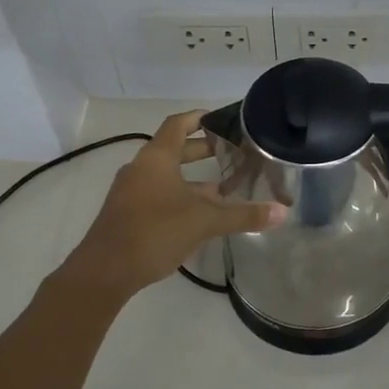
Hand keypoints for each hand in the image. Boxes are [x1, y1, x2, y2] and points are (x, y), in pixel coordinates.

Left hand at [62, 110, 284, 297]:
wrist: (105, 270)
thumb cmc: (154, 231)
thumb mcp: (204, 221)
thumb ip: (243, 215)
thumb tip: (282, 212)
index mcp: (156, 157)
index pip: (178, 124)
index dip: (200, 118)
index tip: (223, 120)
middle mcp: (141, 168)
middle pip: (174, 149)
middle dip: (203, 150)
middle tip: (232, 153)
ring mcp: (131, 191)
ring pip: (167, 175)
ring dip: (193, 177)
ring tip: (224, 186)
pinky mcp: (128, 213)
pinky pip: (158, 193)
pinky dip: (180, 196)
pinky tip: (200, 214)